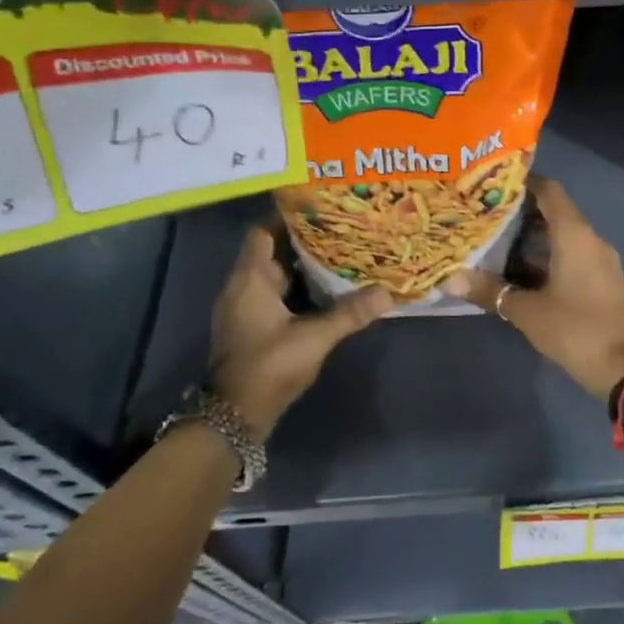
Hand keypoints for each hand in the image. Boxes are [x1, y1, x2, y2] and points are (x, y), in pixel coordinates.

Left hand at [208, 226, 391, 437]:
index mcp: (251, 279)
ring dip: (301, 265)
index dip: (287, 217)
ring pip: (274, 273)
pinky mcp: (250, 325)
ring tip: (339, 254)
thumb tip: (388, 294)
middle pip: (271, 250)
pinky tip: (325, 289)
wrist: (235, 415)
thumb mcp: (314, 338)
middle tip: (340, 229)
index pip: (262, 231)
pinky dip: (296, 287)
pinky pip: (274, 293)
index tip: (320, 209)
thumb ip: (350, 313)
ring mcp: (244, 307)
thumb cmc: (269, 366)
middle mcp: (242, 286)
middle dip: (303, 240)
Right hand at [444, 178, 623, 396]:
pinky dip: (547, 255)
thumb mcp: (527, 311)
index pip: (550, 191)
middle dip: (522, 211)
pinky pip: (572, 254)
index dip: (524, 182)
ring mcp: (600, 260)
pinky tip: (519, 269)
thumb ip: (491, 291)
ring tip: (496, 239)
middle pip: (555, 211)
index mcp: (575, 235)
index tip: (494, 183)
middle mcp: (590, 239)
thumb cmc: (574, 329)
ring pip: (563, 235)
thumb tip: (452, 279)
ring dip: (533, 236)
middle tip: (486, 213)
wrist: (623, 367)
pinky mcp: (602, 280)